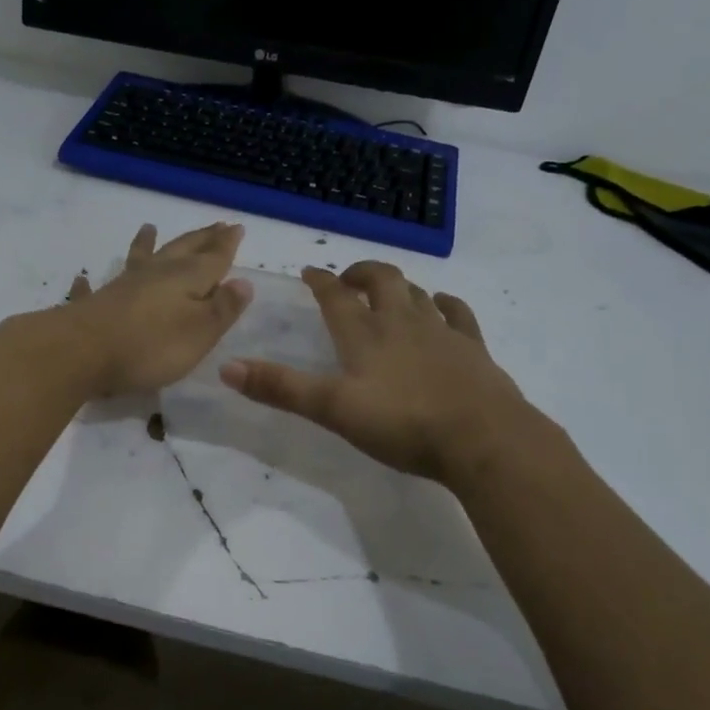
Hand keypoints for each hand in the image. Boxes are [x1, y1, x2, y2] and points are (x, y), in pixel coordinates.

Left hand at [57, 222, 252, 397]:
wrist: (81, 352)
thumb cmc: (150, 345)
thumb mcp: (200, 331)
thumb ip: (222, 308)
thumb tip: (243, 282)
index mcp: (185, 279)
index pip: (213, 258)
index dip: (226, 245)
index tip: (236, 227)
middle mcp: (154, 275)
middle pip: (180, 251)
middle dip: (200, 239)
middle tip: (214, 226)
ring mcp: (120, 287)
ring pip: (138, 260)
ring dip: (145, 244)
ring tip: (148, 228)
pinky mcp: (94, 305)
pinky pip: (93, 288)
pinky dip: (92, 282)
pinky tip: (83, 278)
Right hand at [219, 261, 547, 484]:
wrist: (482, 438)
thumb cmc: (403, 423)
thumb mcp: (333, 410)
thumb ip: (281, 388)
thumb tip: (227, 367)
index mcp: (365, 334)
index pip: (336, 296)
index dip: (320, 281)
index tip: (309, 271)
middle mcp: (402, 322)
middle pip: (381, 280)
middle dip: (361, 273)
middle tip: (348, 278)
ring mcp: (441, 331)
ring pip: (416, 293)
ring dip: (398, 285)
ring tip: (388, 290)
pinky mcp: (472, 347)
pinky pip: (457, 312)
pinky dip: (444, 302)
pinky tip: (441, 304)